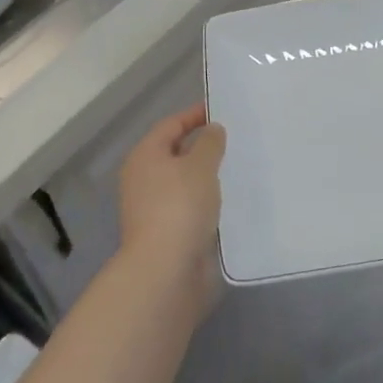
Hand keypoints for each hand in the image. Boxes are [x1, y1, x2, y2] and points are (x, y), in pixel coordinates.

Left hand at [118, 104, 225, 277]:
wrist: (166, 271)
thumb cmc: (180, 207)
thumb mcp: (200, 166)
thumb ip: (210, 143)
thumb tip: (212, 130)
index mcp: (145, 156)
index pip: (171, 125)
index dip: (195, 115)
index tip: (222, 111)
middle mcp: (144, 179)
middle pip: (176, 153)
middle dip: (203, 146)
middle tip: (236, 139)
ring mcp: (154, 208)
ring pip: (185, 182)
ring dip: (207, 176)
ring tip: (239, 168)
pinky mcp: (168, 233)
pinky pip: (191, 207)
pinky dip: (208, 202)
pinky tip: (231, 201)